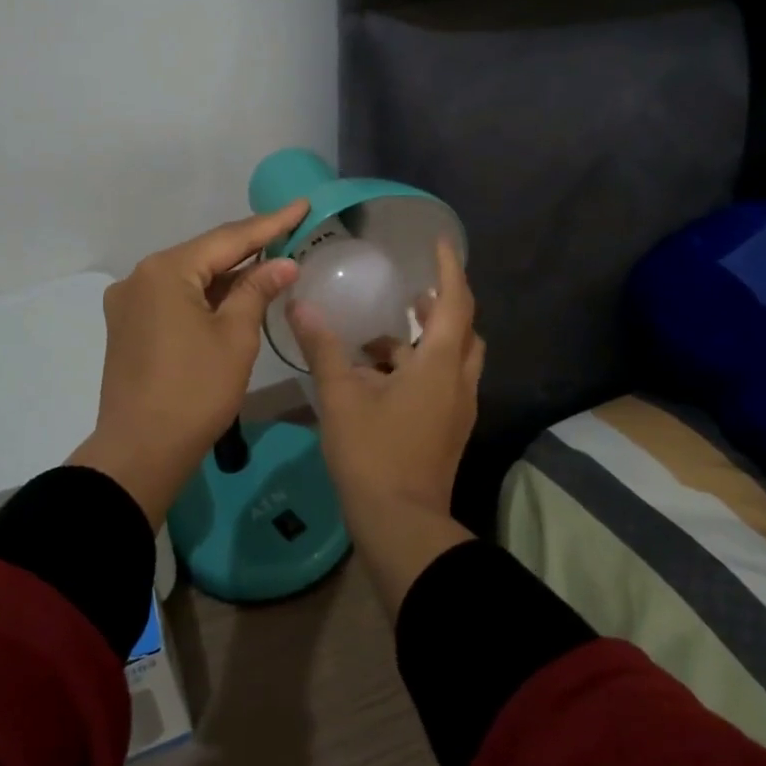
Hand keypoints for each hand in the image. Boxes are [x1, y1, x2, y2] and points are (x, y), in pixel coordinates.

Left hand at [70, 200, 308, 525]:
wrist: (140, 451)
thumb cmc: (195, 391)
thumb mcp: (235, 336)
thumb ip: (257, 290)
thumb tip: (283, 262)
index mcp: (165, 271)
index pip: (228, 239)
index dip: (270, 223)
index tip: (302, 205)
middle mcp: (140, 276)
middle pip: (205, 253)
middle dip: (249, 246)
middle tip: (290, 231)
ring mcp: (130, 302)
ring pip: (189, 276)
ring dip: (228, 273)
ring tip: (271, 261)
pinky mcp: (129, 326)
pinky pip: (175, 297)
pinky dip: (206, 294)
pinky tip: (234, 294)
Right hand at [288, 239, 484, 613]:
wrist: (401, 524)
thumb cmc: (373, 454)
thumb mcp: (342, 397)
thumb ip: (323, 348)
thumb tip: (301, 305)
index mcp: (440, 365)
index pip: (455, 302)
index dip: (451, 268)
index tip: (442, 241)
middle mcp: (458, 382)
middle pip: (464, 329)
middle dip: (442, 304)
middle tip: (413, 290)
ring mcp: (457, 409)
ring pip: (454, 358)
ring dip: (428, 339)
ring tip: (386, 332)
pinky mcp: (448, 429)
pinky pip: (443, 382)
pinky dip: (420, 368)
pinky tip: (381, 376)